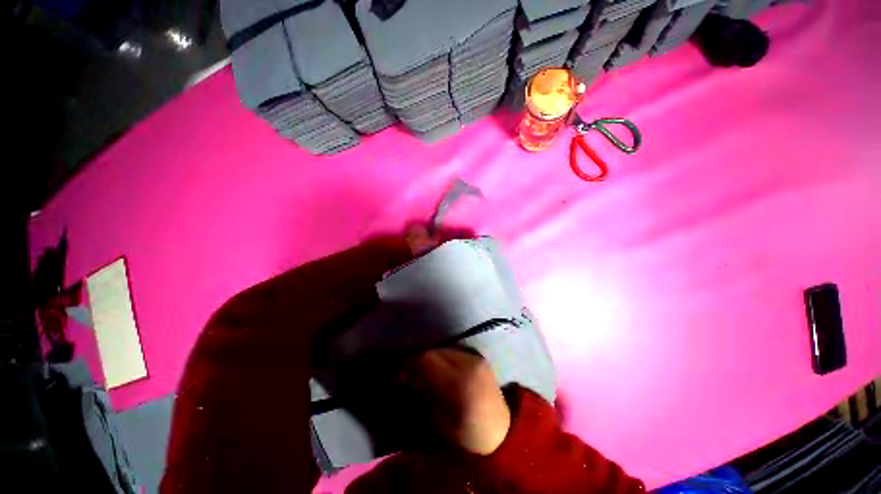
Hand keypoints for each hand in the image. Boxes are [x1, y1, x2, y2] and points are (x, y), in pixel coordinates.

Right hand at [400, 347, 510, 454]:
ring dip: (433, 358)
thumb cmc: (468, 436)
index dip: (411, 363)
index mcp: (459, 383)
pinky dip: (445, 358)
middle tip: (412, 373)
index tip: (401, 373)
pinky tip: (443, 370)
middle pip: (436, 351)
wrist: (501, 432)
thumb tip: (407, 374)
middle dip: (420, 360)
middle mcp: (468, 364)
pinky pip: (456, 352)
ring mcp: (476, 359)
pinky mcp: (480, 358)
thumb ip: (424, 392)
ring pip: (445, 348)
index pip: (427, 359)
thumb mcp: (441, 420)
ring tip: (427, 372)